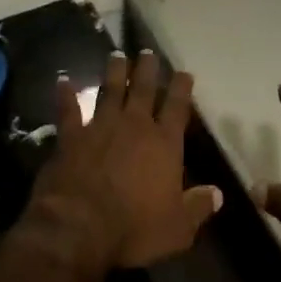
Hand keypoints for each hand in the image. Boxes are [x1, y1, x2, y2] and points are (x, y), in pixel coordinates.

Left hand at [30, 50, 221, 271]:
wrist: (79, 226)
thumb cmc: (134, 228)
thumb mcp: (178, 227)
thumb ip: (198, 207)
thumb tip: (218, 193)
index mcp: (164, 144)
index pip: (177, 108)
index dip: (182, 89)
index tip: (184, 73)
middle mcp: (134, 126)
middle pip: (143, 90)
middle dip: (147, 70)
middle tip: (148, 52)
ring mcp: (100, 127)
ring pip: (109, 91)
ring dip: (114, 73)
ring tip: (117, 55)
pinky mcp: (71, 137)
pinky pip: (68, 110)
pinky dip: (65, 95)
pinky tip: (62, 81)